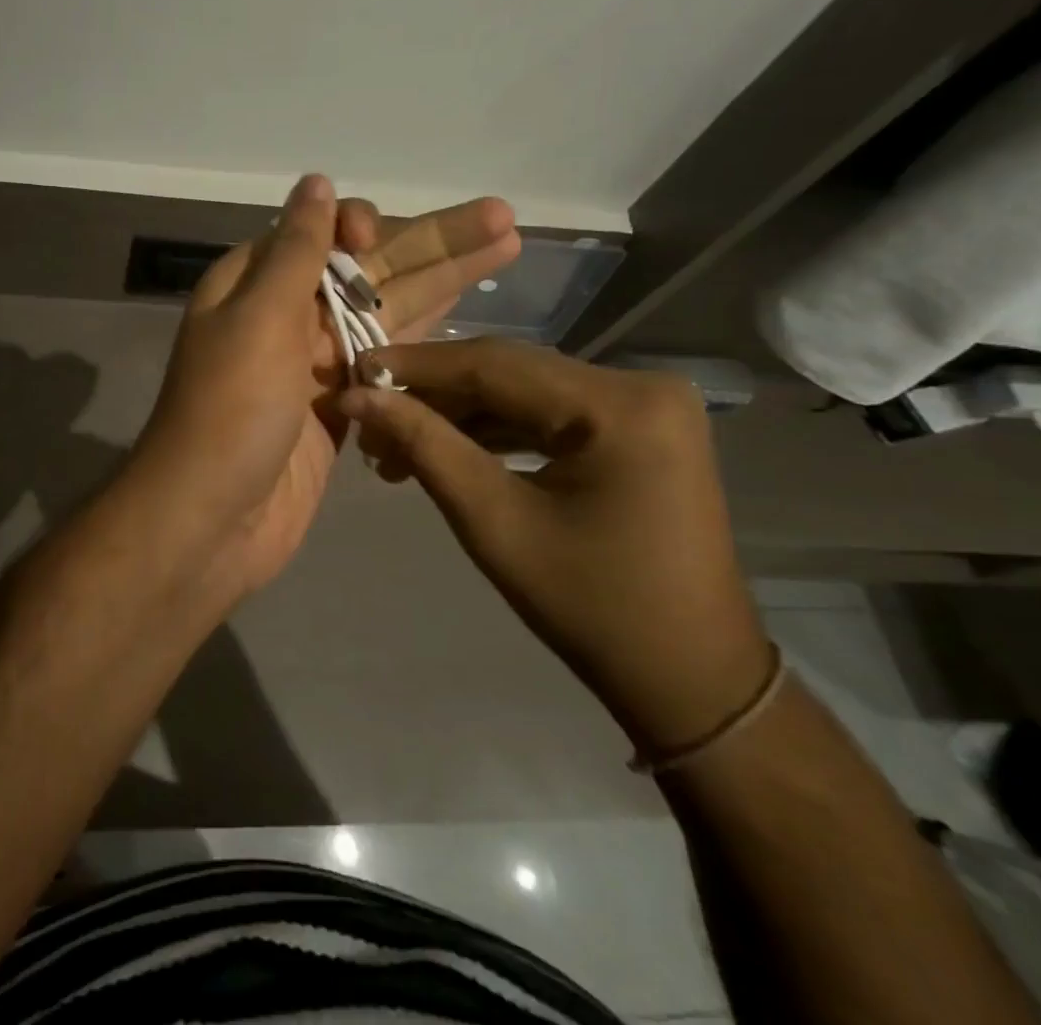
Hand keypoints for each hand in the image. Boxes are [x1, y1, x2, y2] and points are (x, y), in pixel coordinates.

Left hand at [133, 175, 518, 596]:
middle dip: (431, 244)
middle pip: (367, 270)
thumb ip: (294, 251)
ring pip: (386, 312)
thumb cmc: (229, 412)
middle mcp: (286, 317)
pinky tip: (466, 314)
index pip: (318, 235)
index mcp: (255, 285)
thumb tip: (314, 182)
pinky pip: (388, 361)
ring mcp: (315, 365)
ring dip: (442, 282)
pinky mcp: (340, 408)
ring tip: (507, 248)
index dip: (360, 227)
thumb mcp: (258, 318)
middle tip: (503, 218)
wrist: (210, 521)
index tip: (380, 236)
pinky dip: (424, 340)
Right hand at [336, 339, 771, 756]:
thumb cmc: (590, 607)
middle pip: (508, 372)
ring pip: (522, 390)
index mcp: (619, 406)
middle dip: (432, 395)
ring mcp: (643, 404)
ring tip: (393, 447)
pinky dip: (493, 429)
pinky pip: (547, 412)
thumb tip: (356, 396)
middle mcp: (640, 386)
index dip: (414, 367)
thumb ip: (424, 445)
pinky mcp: (636, 426)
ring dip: (457, 415)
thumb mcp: (493, 523)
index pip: (493, 364)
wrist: (688, 676)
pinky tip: (444, 448)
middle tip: (367, 419)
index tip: (352, 372)